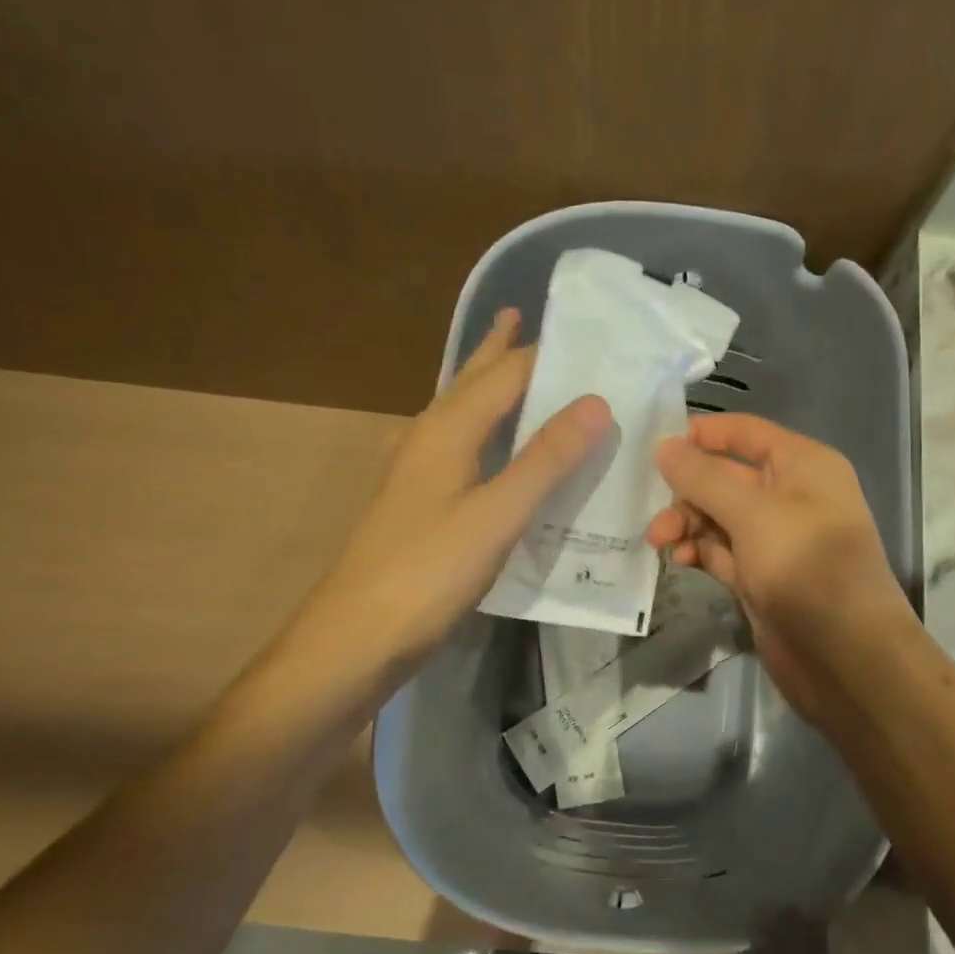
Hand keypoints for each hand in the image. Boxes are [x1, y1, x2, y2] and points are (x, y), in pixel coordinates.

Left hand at [287, 309, 611, 686]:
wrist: (357, 636)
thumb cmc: (428, 571)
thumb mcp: (497, 514)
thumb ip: (545, 458)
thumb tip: (597, 402)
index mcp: (447, 430)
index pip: (505, 374)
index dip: (544, 352)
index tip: (587, 336)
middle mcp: (428, 438)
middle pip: (470, 381)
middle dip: (497, 349)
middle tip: (523, 316)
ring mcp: (418, 471)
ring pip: (460, 412)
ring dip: (487, 386)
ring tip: (513, 369)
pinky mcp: (420, 503)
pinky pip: (460, 447)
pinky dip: (483, 431)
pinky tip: (489, 447)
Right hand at [644, 414, 914, 724]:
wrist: (847, 659)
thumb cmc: (807, 568)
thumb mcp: (753, 514)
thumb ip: (705, 478)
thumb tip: (665, 445)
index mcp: (803, 466)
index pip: (746, 433)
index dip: (703, 434)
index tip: (656, 447)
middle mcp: (791, 496)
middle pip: (725, 477)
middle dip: (686, 491)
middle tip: (653, 515)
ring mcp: (775, 540)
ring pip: (718, 517)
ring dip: (687, 524)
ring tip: (660, 543)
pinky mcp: (761, 578)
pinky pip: (721, 551)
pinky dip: (698, 552)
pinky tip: (678, 561)